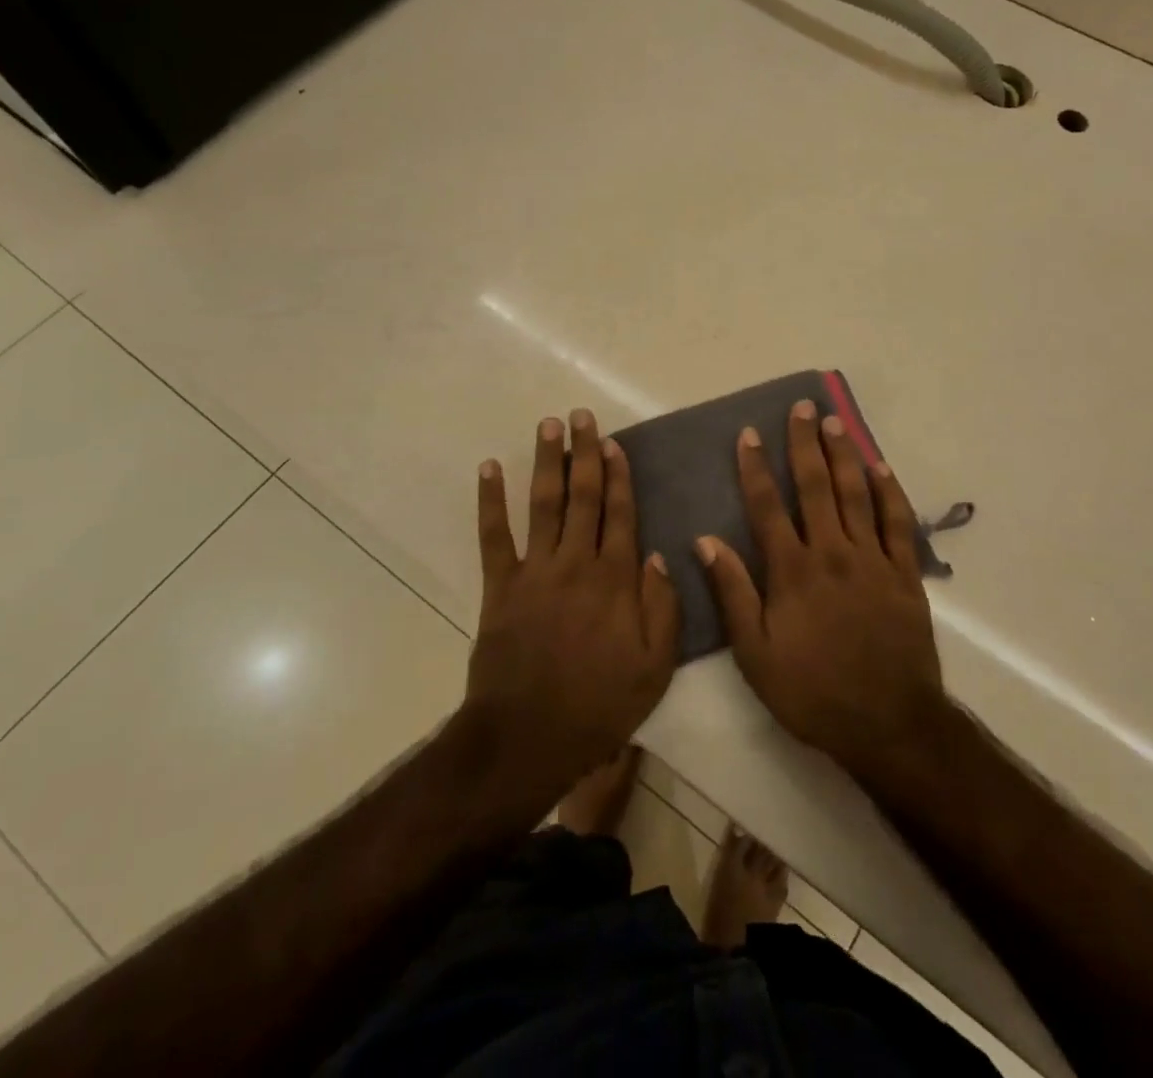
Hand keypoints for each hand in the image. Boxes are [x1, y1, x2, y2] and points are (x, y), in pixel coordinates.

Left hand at [464, 409, 679, 792]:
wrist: (529, 737)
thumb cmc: (599, 705)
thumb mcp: (655, 667)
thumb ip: (663, 608)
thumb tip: (656, 554)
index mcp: (615, 580)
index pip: (619, 514)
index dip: (617, 475)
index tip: (612, 443)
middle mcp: (576, 563)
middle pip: (583, 497)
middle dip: (583, 453)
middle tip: (580, 416)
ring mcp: (535, 571)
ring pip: (544, 504)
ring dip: (546, 462)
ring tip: (548, 425)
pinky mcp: (500, 586)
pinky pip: (493, 536)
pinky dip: (490, 500)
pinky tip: (489, 468)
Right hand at [699, 400, 953, 784]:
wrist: (887, 723)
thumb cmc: (812, 691)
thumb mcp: (755, 654)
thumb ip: (732, 593)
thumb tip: (705, 541)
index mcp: (793, 571)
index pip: (768, 506)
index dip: (756, 467)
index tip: (749, 434)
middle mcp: (832, 553)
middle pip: (816, 487)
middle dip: (805, 444)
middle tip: (803, 408)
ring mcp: (873, 560)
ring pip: (856, 494)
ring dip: (844, 455)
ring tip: (835, 423)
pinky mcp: (905, 574)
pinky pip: (898, 523)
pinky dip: (889, 492)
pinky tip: (880, 468)